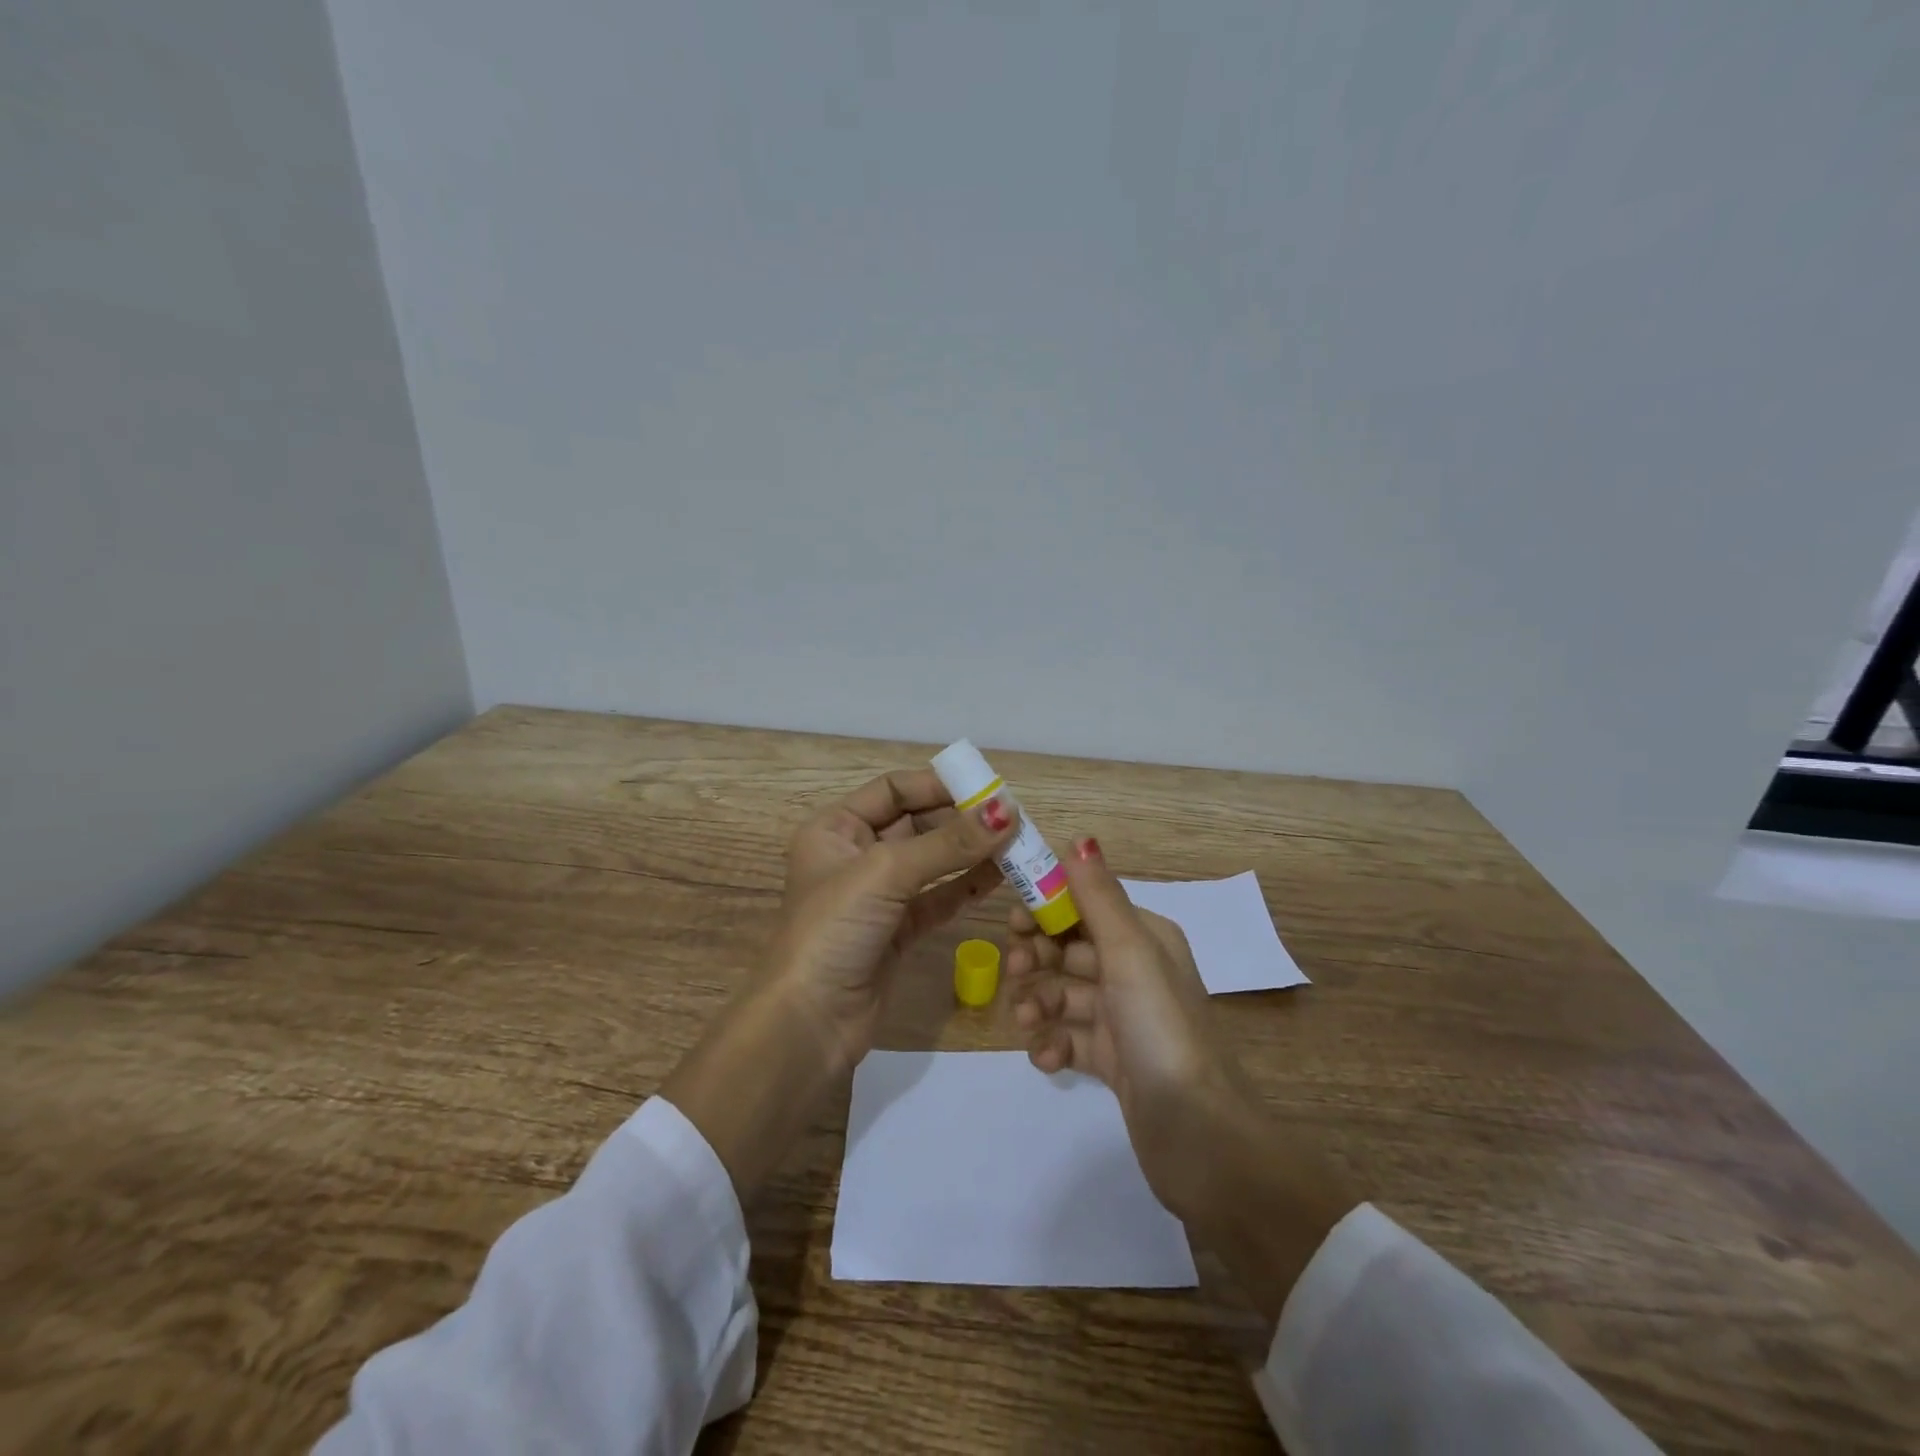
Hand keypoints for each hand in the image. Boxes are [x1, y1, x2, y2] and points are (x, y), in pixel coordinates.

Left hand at [767, 769, 1017, 1074]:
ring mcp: (878, 895)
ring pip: (932, 861)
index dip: (938, 785)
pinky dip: (967, 885)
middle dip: (961, 819)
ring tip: (1017, 843)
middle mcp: (855, 855)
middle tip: (1012, 817)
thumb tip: (1007, 810)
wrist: (809, 1024)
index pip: (893, 790)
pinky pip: (939, 897)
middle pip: (916, 823)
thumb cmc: (834, 930)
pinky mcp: (898, 930)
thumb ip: (948, 843)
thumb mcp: (886, 873)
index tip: (987, 788)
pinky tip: (1000, 876)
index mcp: (835, 828)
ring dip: (971, 852)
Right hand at [1007, 838, 1357, 1317]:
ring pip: (1065, 994)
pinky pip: (1070, 1038)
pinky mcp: (1114, 1061)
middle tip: (1014, 970)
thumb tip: (1080, 837)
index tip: (1012, 920)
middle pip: (1071, 949)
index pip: (1086, 906)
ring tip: (1027, 1022)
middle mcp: (1136, 971)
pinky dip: (1052, 1043)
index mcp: (1145, 938)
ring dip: (1039, 1002)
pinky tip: (1046, 1059)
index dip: (1048, 908)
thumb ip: (1098, 896)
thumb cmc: (1160, 1028)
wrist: (1199, 1135)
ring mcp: (1124, 1018)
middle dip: (1038, 956)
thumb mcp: (1129, 952)